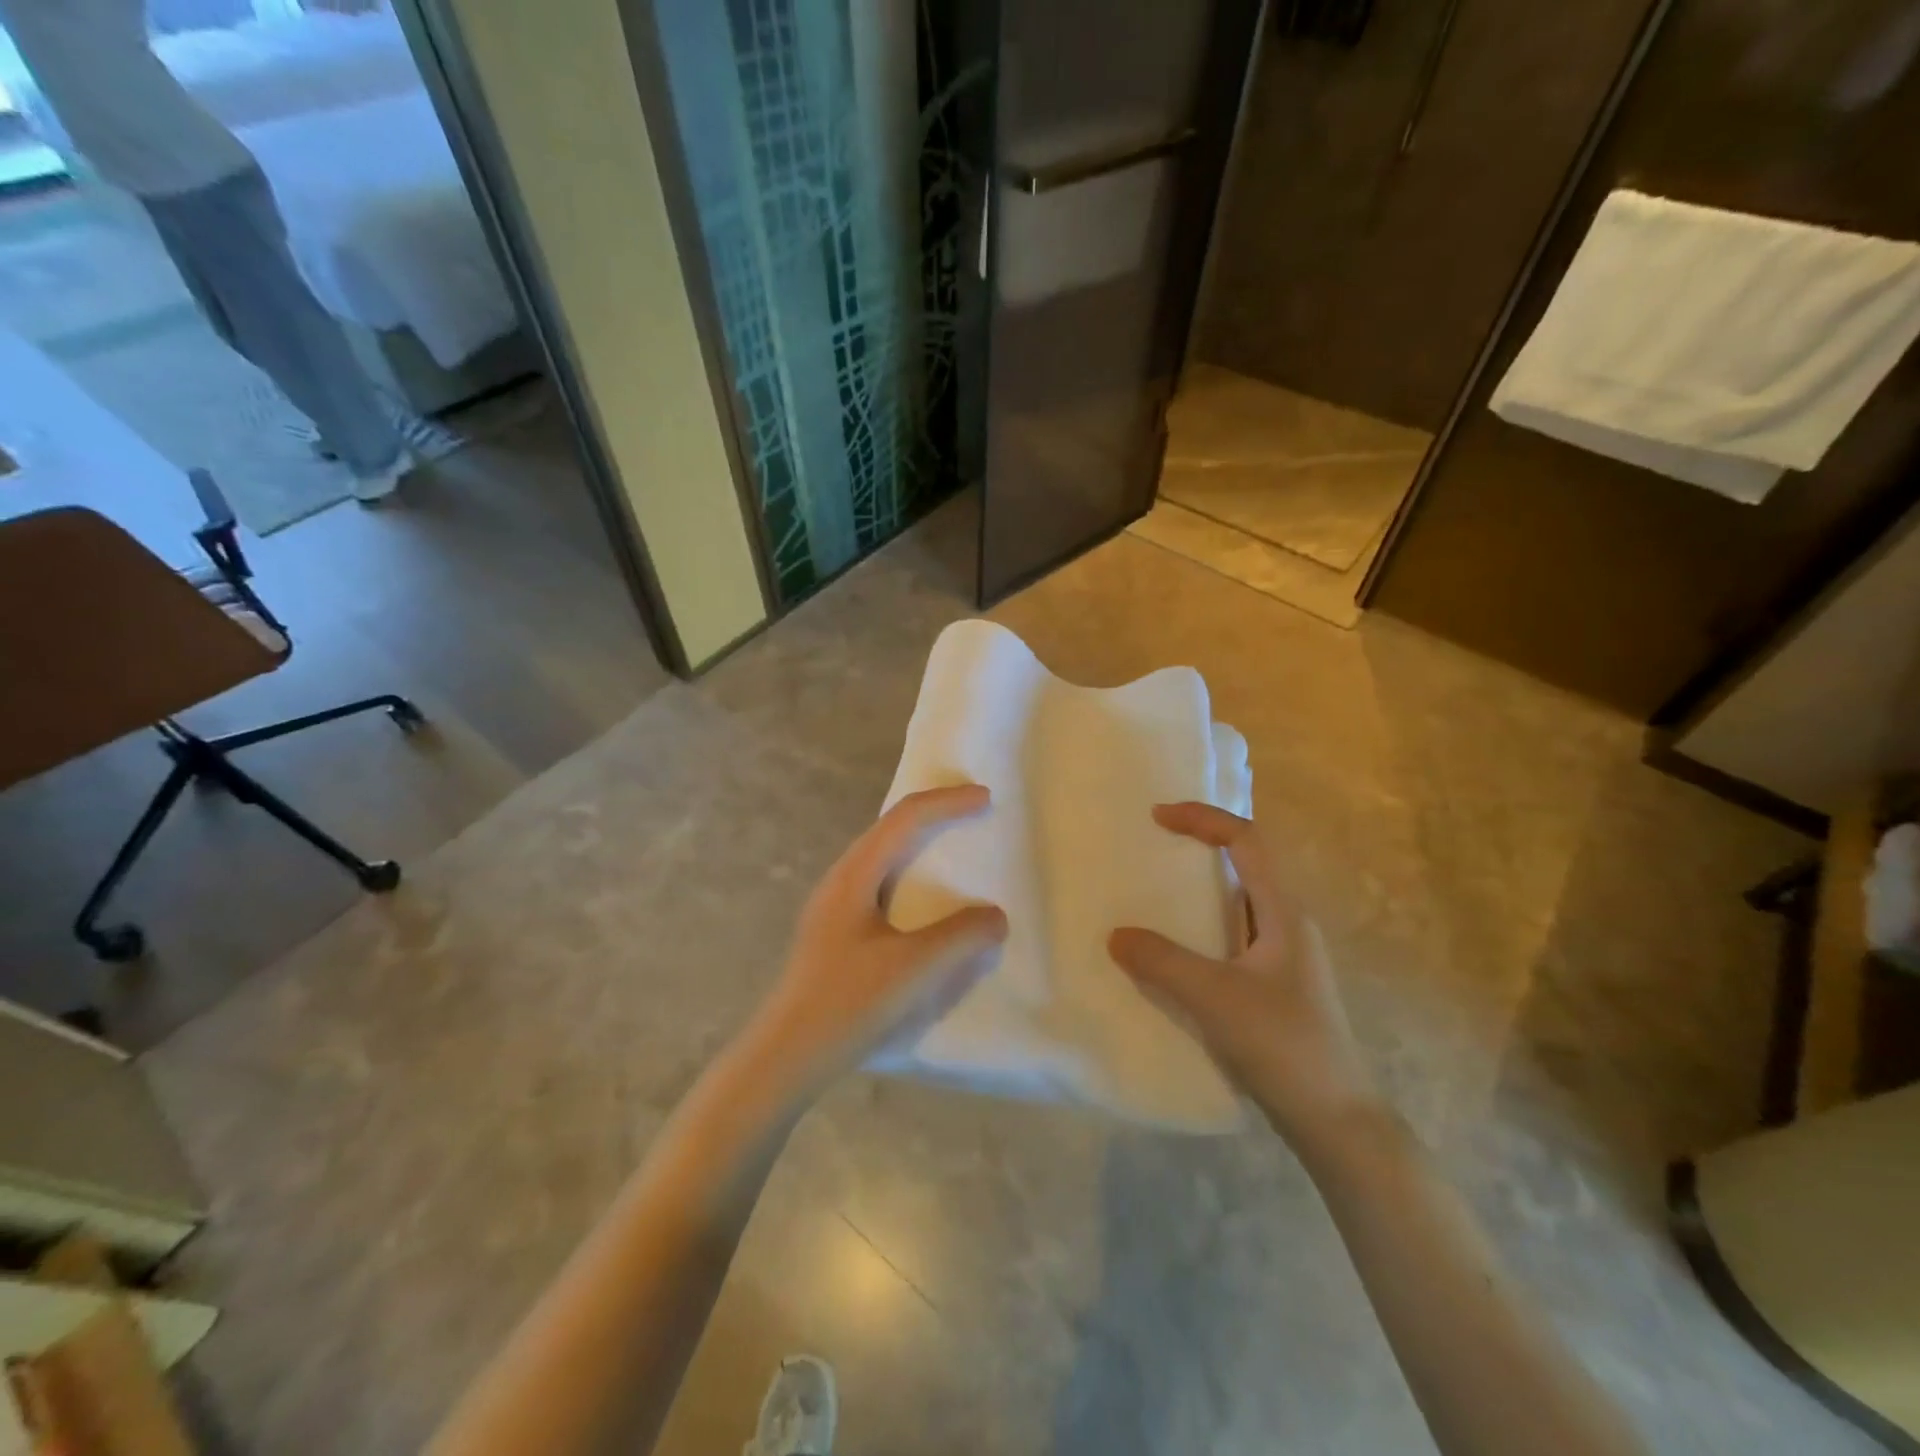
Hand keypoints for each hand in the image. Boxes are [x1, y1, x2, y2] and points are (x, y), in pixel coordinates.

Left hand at [743, 784, 1008, 1096]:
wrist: (786, 1056)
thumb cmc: (848, 1004)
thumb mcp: (913, 969)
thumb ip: (960, 938)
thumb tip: (995, 916)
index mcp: (854, 875)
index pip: (905, 818)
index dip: (947, 802)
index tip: (986, 799)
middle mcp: (840, 879)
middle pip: (890, 827)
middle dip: (935, 813)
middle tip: (974, 812)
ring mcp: (834, 905)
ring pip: (883, 855)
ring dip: (920, 843)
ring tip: (954, 848)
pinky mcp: (836, 931)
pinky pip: (880, 883)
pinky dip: (911, 875)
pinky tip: (925, 903)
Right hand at [1108, 802, 1381, 1151]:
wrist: (1335, 1120)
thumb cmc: (1283, 1045)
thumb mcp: (1214, 998)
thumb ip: (1162, 962)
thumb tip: (1116, 934)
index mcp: (1283, 913)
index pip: (1247, 841)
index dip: (1203, 819)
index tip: (1158, 816)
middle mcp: (1287, 925)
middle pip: (1246, 865)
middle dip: (1200, 847)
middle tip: (1153, 847)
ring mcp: (1284, 957)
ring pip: (1237, 904)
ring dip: (1199, 890)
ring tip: (1154, 894)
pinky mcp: (1275, 986)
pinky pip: (1231, 937)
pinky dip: (1201, 928)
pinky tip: (1174, 952)